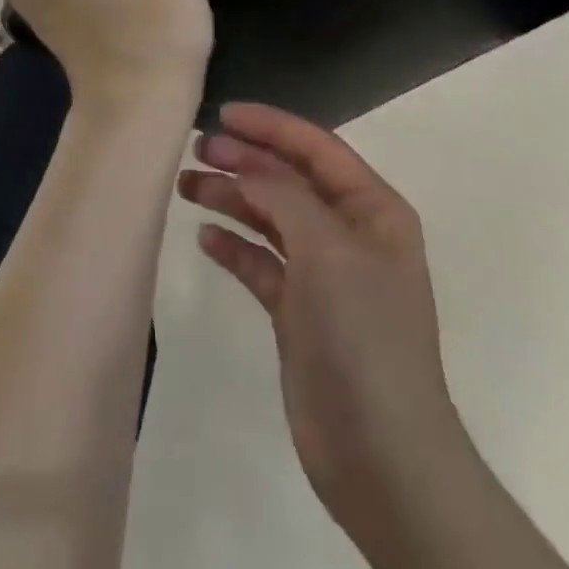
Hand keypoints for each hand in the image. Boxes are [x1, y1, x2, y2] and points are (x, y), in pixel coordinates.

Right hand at [178, 104, 463, 551]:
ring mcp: (323, 274)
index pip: (316, 148)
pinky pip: (260, 262)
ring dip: (231, 198)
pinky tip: (206, 238)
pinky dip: (234, 246)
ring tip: (187, 186)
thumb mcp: (327, 248)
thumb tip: (245, 167)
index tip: (223, 114)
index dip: (270, 126)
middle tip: (195, 150)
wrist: (381, 454)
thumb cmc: (363, 334)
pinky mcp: (298, 311)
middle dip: (244, 161)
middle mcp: (349, 234)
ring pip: (269, 218)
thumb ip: (283, 195)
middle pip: (288, 180)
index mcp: (372, 210)